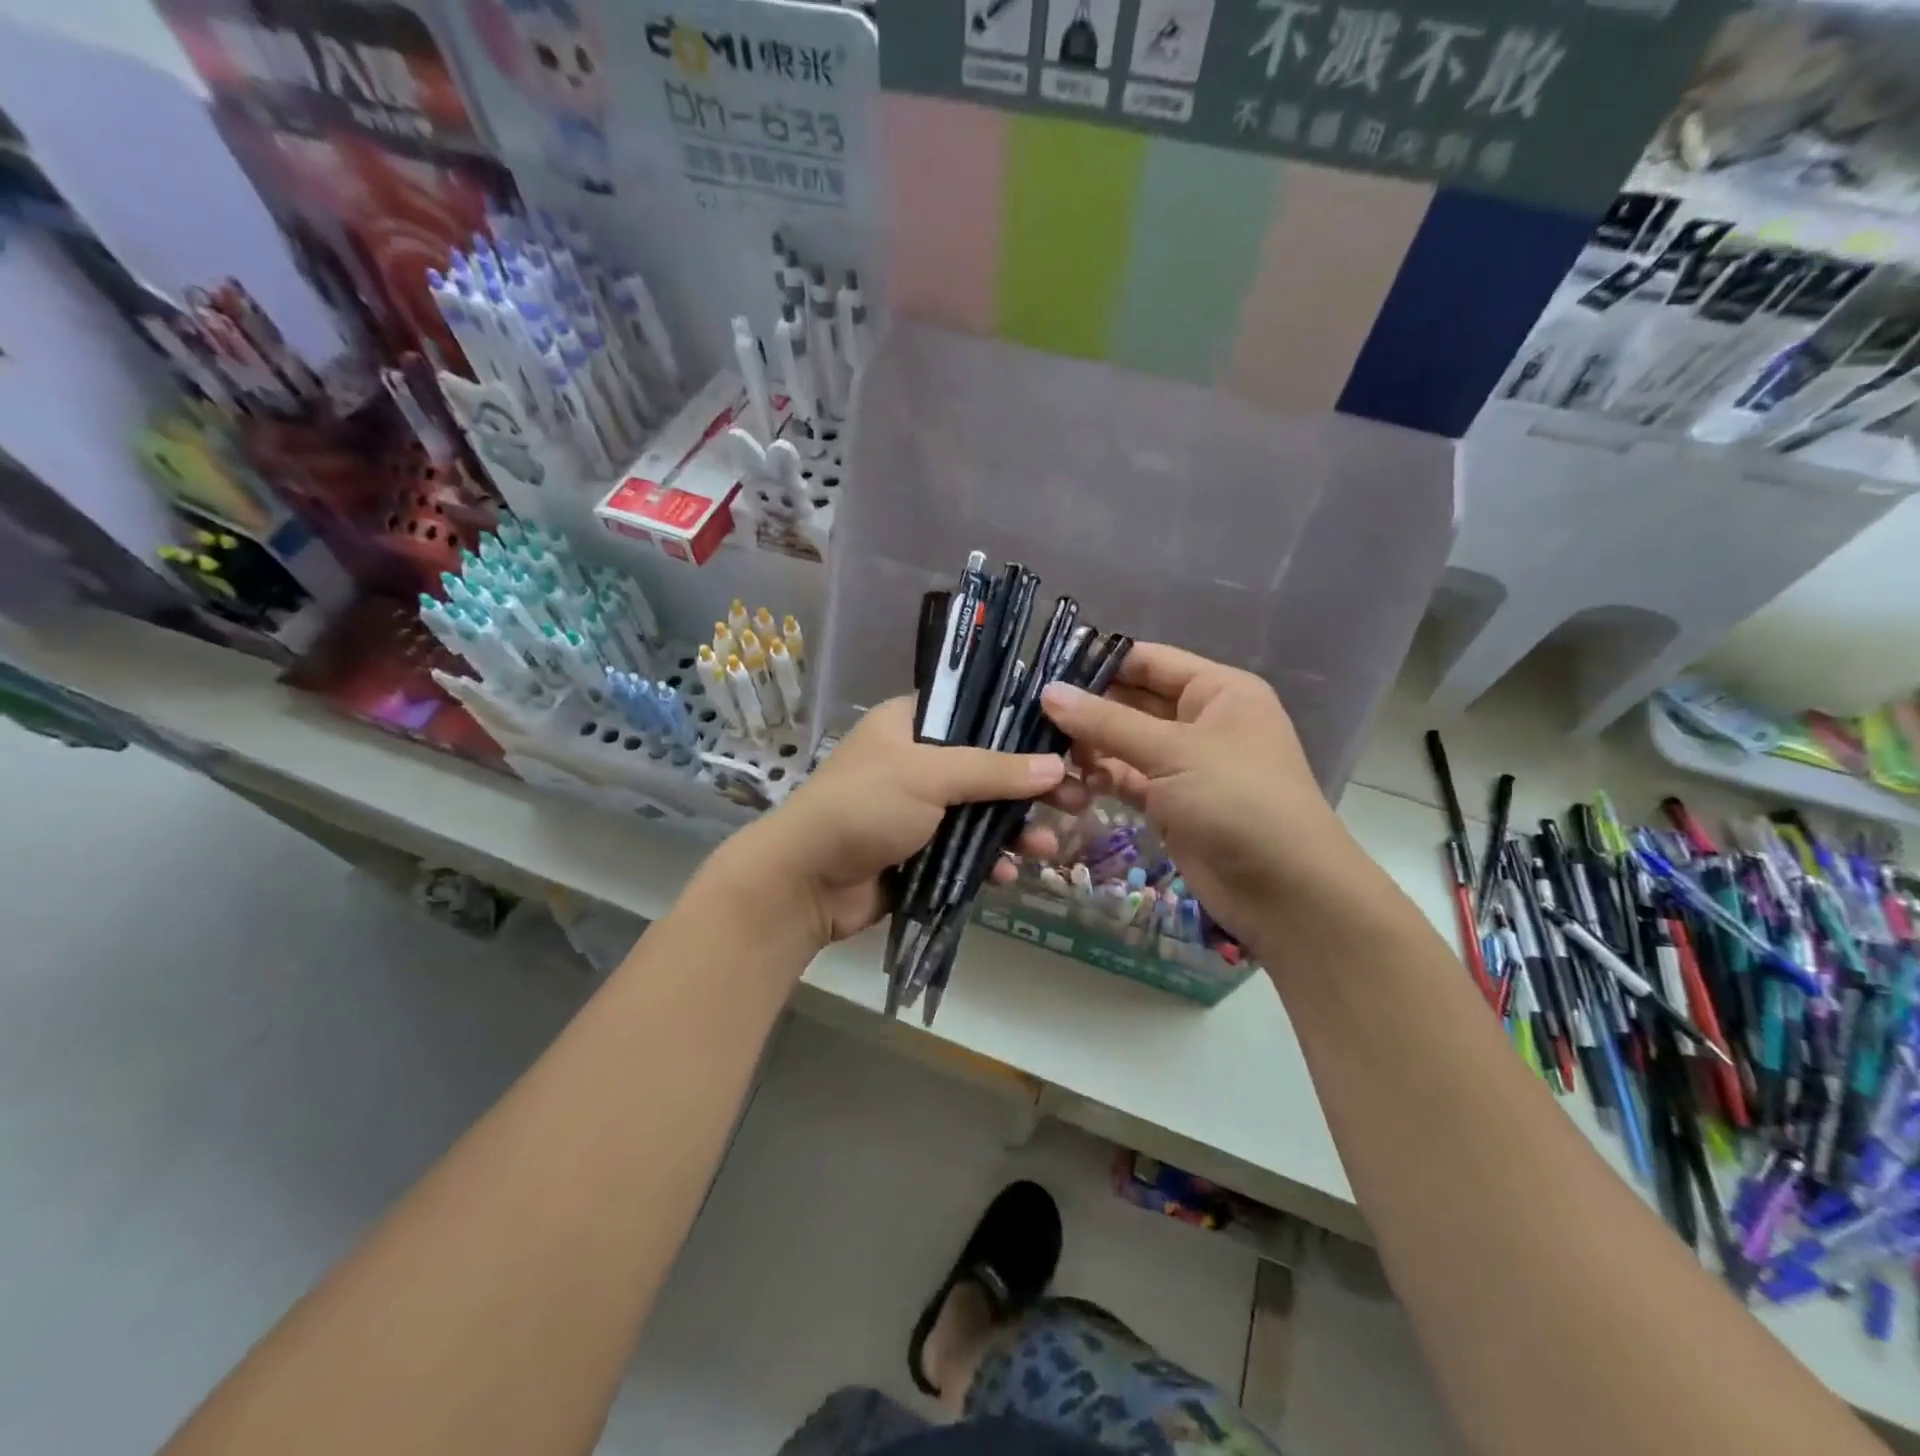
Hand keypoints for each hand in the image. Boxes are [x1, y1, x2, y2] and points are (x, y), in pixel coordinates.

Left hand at [728, 697, 1068, 947]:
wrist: (805, 882)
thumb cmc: (864, 807)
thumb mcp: (929, 776)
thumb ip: (993, 769)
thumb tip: (1055, 765)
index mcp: (911, 724)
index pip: (976, 709)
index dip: (1021, 724)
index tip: (1065, 741)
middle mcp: (918, 761)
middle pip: (989, 766)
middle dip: (1031, 787)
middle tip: (1078, 799)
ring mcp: (920, 809)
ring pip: (983, 813)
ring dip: (1017, 830)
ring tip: (1050, 848)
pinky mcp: (921, 852)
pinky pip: (967, 851)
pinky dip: (989, 861)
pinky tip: (1008, 876)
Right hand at [1038, 643, 1360, 948]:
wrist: (1284, 890)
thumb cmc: (1238, 800)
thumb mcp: (1172, 752)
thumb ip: (1106, 722)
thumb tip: (1048, 692)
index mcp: (1217, 691)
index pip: (1149, 661)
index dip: (1100, 661)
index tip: (1045, 666)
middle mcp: (1202, 721)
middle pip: (1133, 702)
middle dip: (1087, 708)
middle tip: (1030, 711)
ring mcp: (1186, 765)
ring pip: (1125, 744)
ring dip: (1089, 747)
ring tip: (1045, 751)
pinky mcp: (1171, 804)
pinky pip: (1127, 780)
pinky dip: (1101, 779)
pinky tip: (1070, 784)